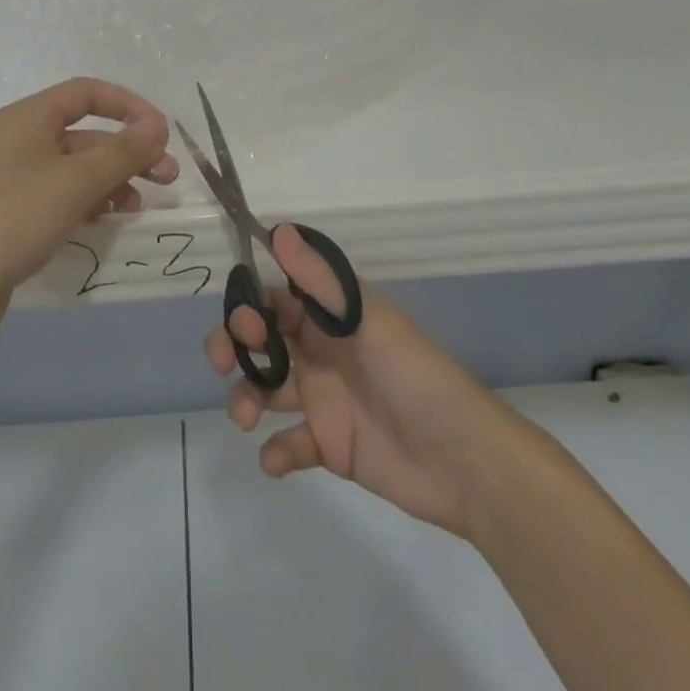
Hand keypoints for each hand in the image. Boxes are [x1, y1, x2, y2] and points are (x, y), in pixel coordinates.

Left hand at [0, 77, 178, 340]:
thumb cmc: (13, 219)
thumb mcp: (75, 182)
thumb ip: (121, 152)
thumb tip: (158, 126)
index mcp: (29, 118)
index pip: (87, 93)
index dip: (129, 106)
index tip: (162, 133)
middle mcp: (23, 141)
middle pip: (87, 133)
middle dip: (130, 151)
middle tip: (167, 178)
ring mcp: (18, 179)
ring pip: (79, 168)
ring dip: (114, 180)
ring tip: (139, 207)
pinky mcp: (18, 213)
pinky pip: (65, 196)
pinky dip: (92, 202)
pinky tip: (110, 221)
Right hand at [206, 226, 499, 538]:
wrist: (465, 461)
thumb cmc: (415, 377)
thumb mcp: (367, 321)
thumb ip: (320, 280)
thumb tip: (278, 230)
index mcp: (332, 319)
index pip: (277, 300)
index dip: (250, 306)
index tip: (245, 324)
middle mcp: (322, 353)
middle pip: (261, 342)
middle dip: (234, 347)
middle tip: (224, 362)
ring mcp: (323, 401)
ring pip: (265, 390)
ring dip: (245, 398)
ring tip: (247, 417)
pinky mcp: (329, 446)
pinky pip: (288, 443)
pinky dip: (275, 450)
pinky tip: (279, 456)